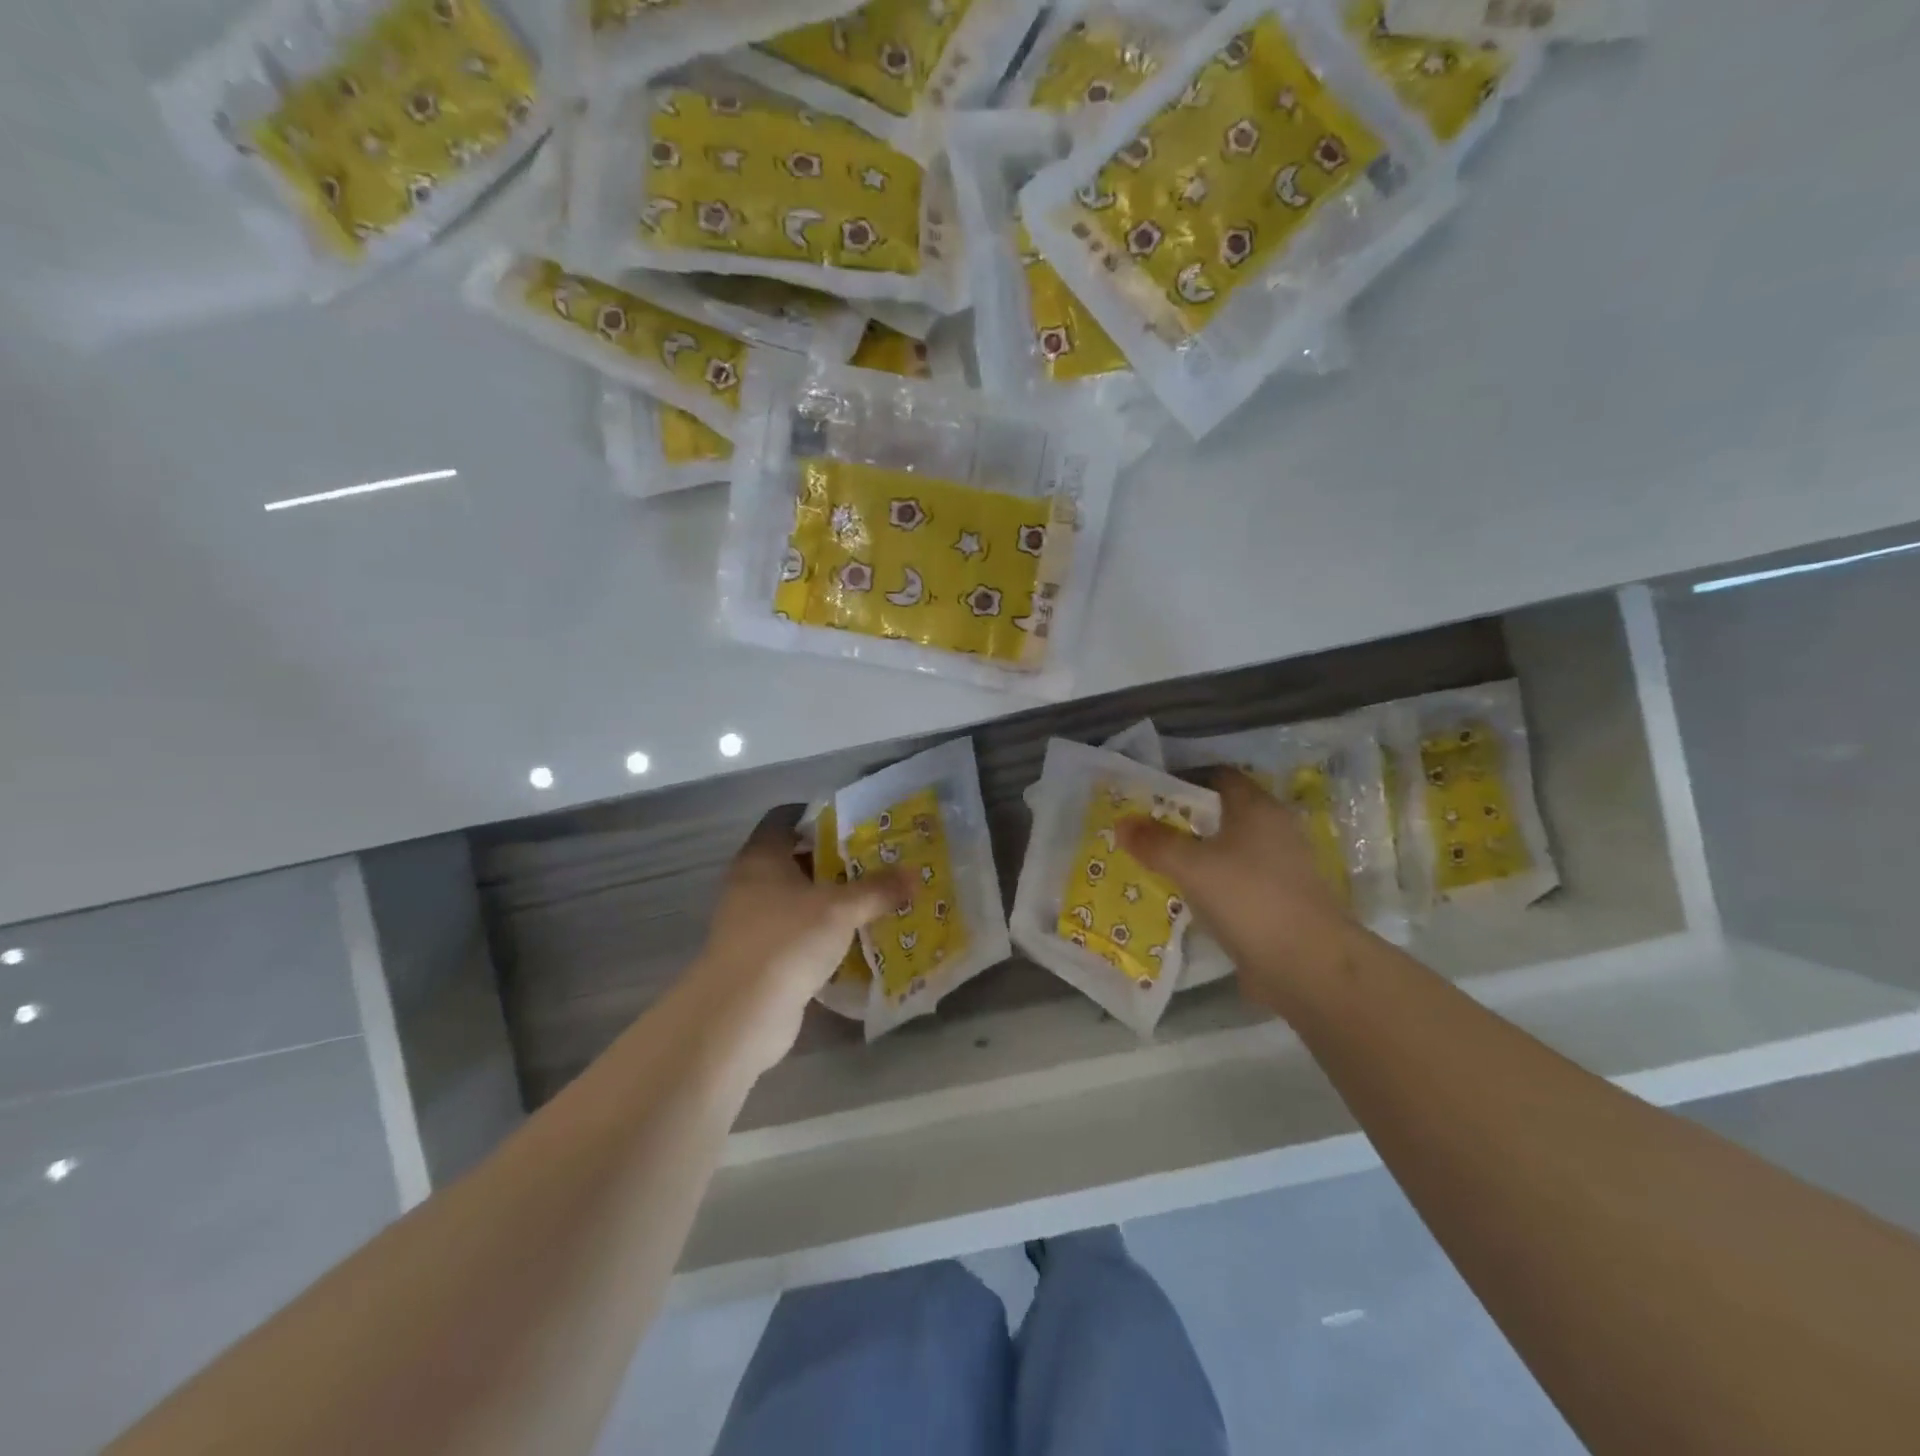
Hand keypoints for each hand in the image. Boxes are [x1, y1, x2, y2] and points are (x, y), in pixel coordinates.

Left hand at [685, 806, 907, 1073]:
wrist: (741, 1014)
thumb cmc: (787, 941)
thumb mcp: (841, 909)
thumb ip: (878, 889)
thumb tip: (915, 875)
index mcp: (762, 858)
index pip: (785, 819)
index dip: (818, 817)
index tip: (855, 825)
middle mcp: (751, 884)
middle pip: (796, 860)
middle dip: (835, 862)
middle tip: (877, 863)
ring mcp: (753, 923)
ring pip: (799, 900)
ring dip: (832, 901)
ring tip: (875, 900)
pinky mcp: (761, 958)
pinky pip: (798, 935)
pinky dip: (824, 935)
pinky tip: (856, 940)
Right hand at [1119, 769, 1356, 1014]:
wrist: (1308, 965)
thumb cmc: (1249, 898)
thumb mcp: (1192, 866)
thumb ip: (1155, 842)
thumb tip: (1122, 823)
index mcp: (1257, 808)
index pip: (1218, 776)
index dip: (1183, 779)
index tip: (1149, 793)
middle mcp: (1273, 830)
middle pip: (1221, 813)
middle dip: (1182, 819)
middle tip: (1144, 829)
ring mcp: (1279, 868)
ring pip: (1227, 850)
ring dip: (1195, 854)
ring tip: (1155, 862)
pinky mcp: (1277, 902)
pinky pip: (1234, 881)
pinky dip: (1209, 883)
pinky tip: (1183, 897)